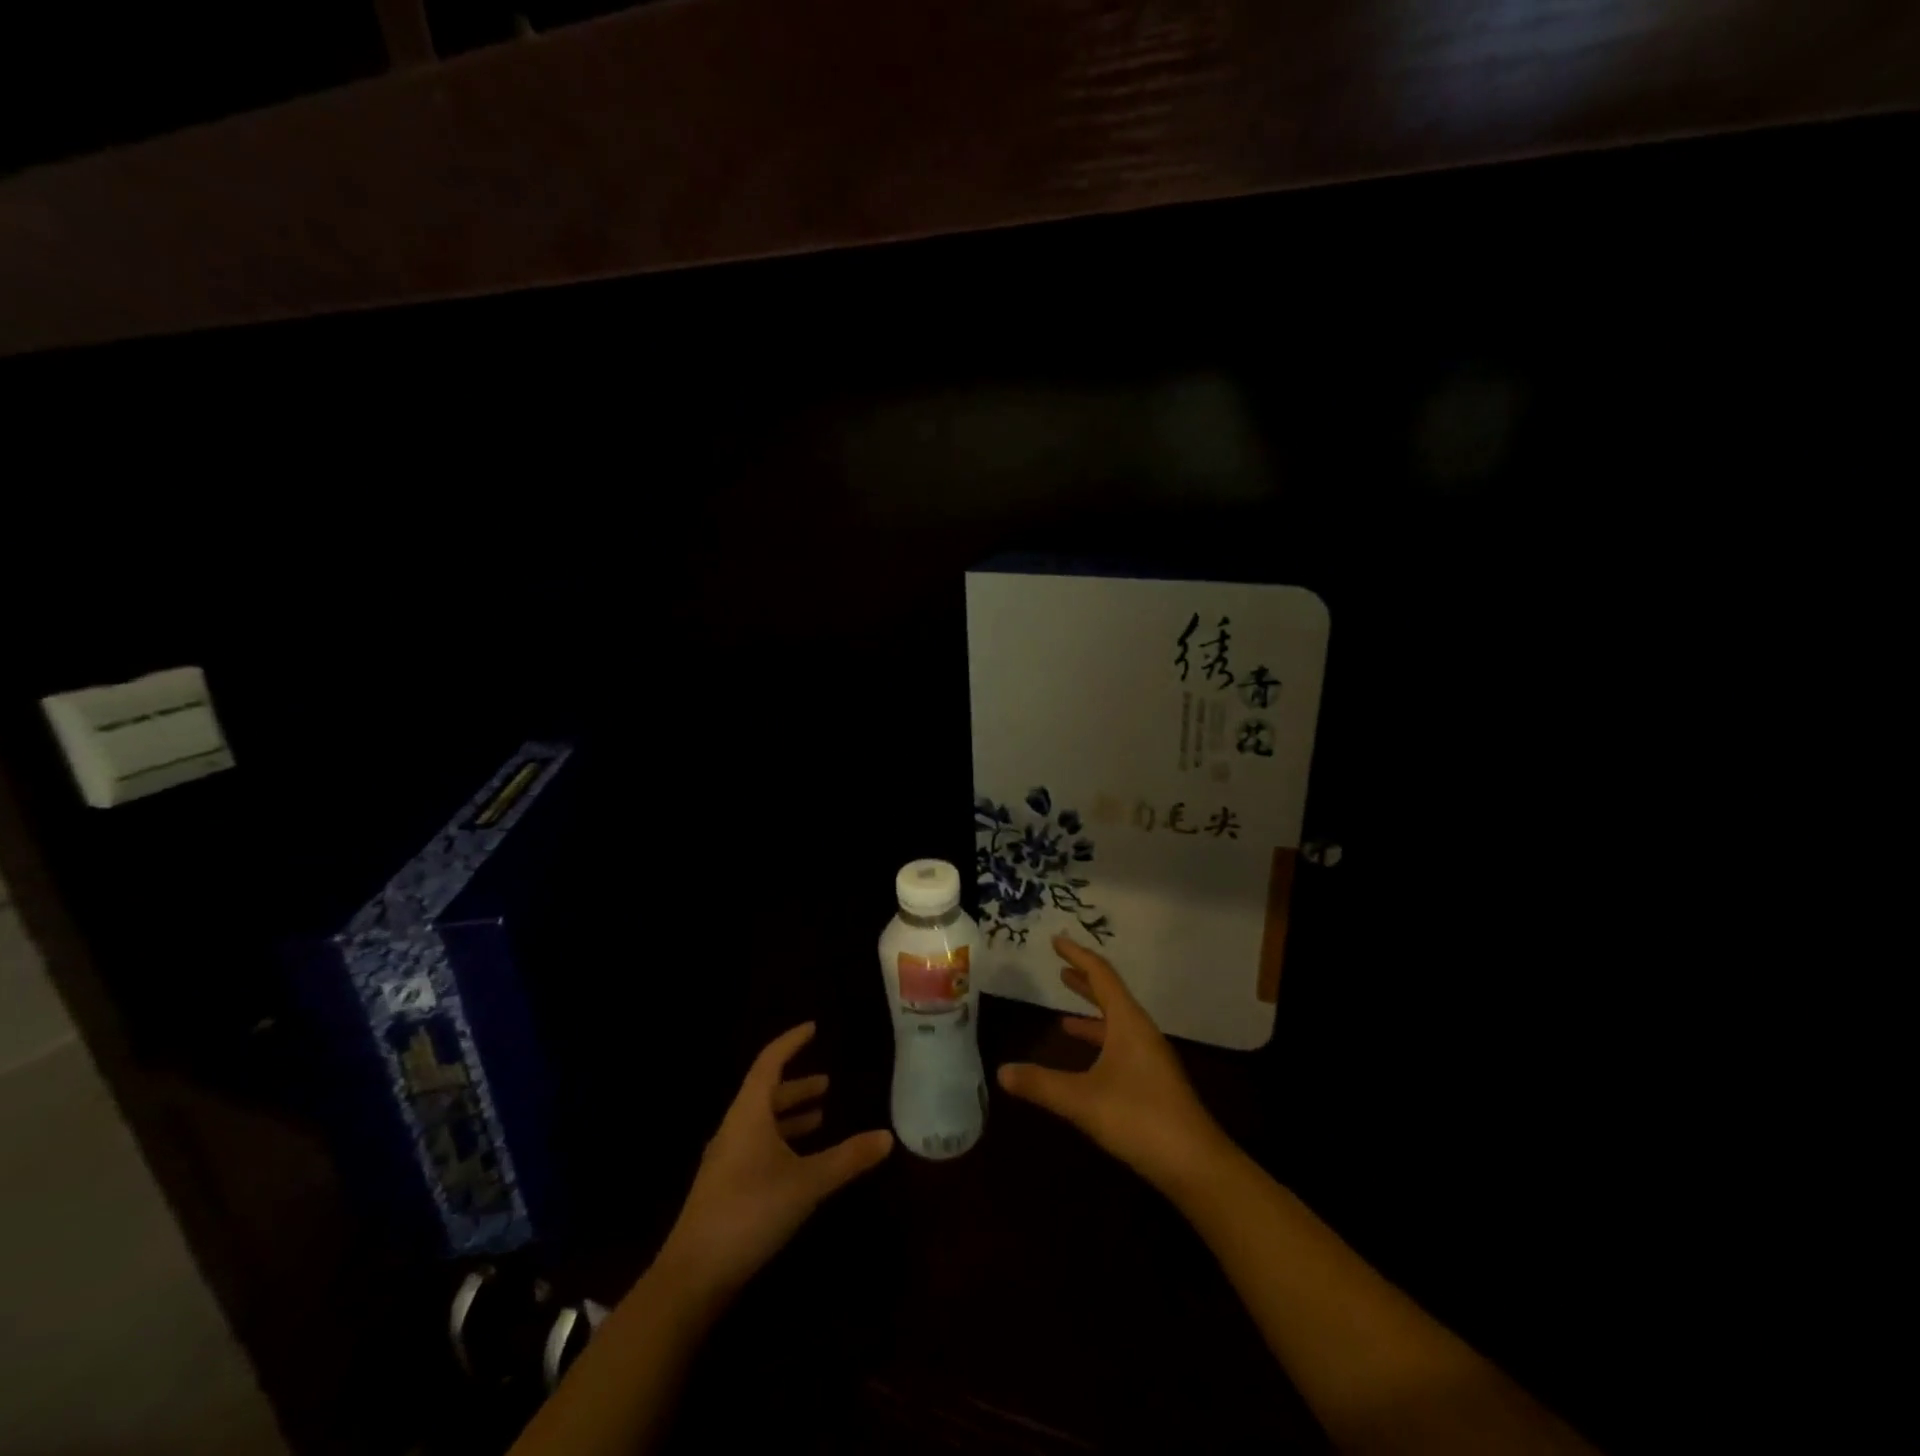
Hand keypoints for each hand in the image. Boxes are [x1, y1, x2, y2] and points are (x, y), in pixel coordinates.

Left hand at [654, 1023, 892, 1307]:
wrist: (692, 1276)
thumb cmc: (750, 1213)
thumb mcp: (807, 1183)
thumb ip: (847, 1158)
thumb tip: (888, 1136)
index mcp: (749, 1114)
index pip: (769, 1062)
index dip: (791, 1042)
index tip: (813, 1028)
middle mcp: (734, 1128)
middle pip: (765, 1093)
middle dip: (797, 1086)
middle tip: (827, 1083)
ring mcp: (726, 1159)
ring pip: (761, 1123)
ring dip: (790, 1115)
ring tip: (819, 1116)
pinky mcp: (725, 1187)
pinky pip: (757, 1146)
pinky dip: (781, 1141)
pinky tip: (798, 1161)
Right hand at [997, 936, 1230, 1192]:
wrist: (1196, 1165)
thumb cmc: (1139, 1118)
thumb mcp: (1082, 1100)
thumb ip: (1041, 1084)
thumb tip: (1001, 1071)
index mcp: (1128, 1022)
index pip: (1101, 975)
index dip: (1077, 955)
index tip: (1056, 940)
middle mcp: (1141, 1032)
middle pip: (1111, 996)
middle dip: (1084, 982)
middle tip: (1059, 969)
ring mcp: (1151, 1058)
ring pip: (1117, 1024)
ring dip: (1091, 1016)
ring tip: (1063, 1018)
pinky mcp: (1154, 1082)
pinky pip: (1121, 1047)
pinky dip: (1100, 1044)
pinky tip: (1086, 1064)